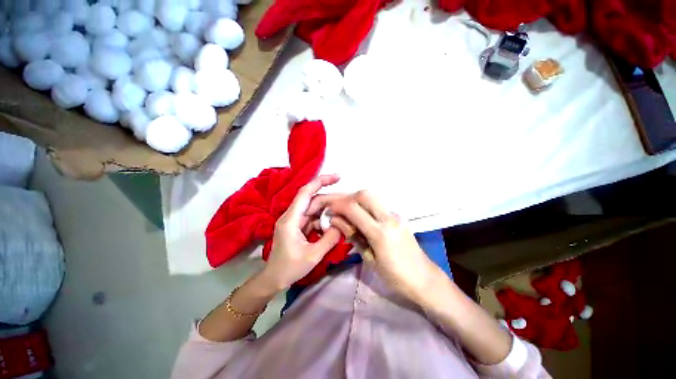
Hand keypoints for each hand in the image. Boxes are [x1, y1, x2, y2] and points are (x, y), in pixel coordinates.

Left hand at [259, 175, 342, 290]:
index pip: (306, 192)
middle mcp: (291, 215)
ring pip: (314, 208)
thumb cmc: (289, 268)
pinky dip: (323, 220)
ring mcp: (294, 220)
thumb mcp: (313, 255)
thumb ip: (330, 239)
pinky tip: (332, 225)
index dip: (321, 181)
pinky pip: (313, 217)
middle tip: (347, 203)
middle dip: (330, 199)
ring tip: (343, 215)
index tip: (338, 177)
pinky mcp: (297, 226)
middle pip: (312, 200)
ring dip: (328, 211)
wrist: (273, 279)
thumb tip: (342, 224)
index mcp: (291, 219)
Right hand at [310, 190, 440, 302]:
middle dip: (347, 197)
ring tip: (344, 210)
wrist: (425, 279)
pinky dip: (364, 205)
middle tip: (336, 207)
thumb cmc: (395, 277)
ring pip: (372, 197)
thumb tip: (336, 220)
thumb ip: (353, 236)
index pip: (354, 209)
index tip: (327, 208)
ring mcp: (395, 215)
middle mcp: (389, 218)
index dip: (338, 205)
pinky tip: (358, 215)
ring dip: (356, 200)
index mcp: (380, 233)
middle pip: (365, 195)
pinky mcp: (398, 216)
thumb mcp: (370, 260)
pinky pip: (378, 205)